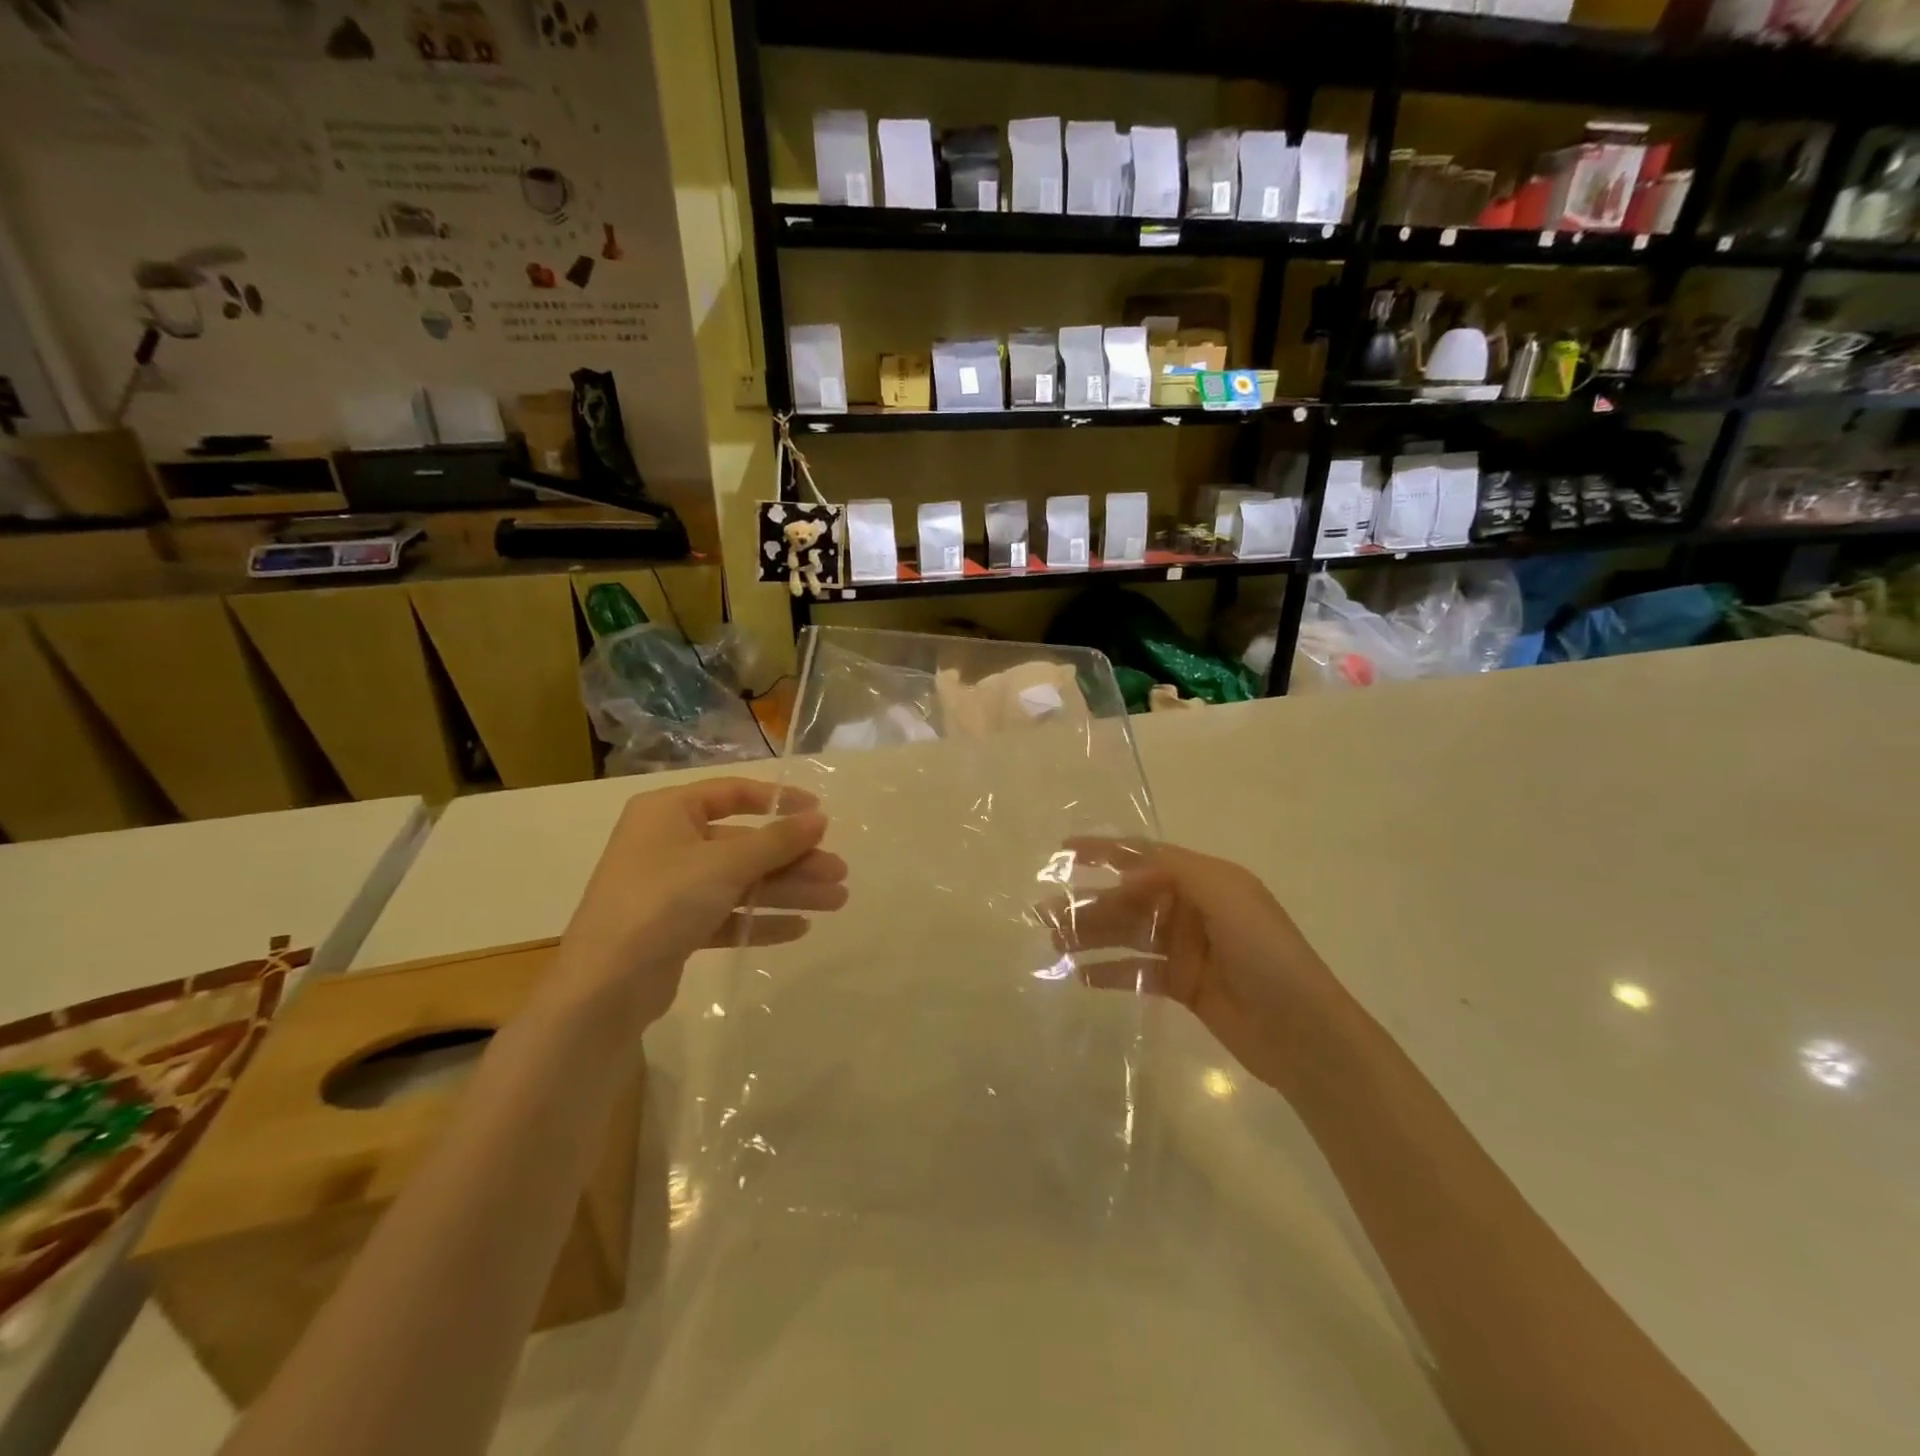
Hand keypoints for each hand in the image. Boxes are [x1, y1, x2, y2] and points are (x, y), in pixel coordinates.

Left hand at [554, 777, 847, 1030]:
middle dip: (793, 860)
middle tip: (839, 873)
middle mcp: (669, 843)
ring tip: (836, 900)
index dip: (779, 801)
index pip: (732, 793)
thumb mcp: (725, 864)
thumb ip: (776, 840)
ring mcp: (671, 888)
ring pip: (741, 882)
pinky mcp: (675, 928)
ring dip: (787, 890)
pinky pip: (727, 915)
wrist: (604, 987)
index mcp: (669, 812)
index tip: (819, 815)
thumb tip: (820, 819)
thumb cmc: (663, 901)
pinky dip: (760, 919)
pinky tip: (799, 928)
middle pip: (744, 844)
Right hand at [1049, 840, 1340, 1092]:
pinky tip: (1079, 975)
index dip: (1104, 851)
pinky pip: (1137, 971)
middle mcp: (1192, 908)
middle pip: (1129, 898)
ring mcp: (1186, 948)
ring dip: (1091, 935)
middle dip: (1088, 901)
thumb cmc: (1267, 954)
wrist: (1305, 1034)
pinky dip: (1109, 971)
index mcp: (1205, 879)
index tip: (1063, 852)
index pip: (1145, 856)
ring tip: (1054, 942)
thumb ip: (1174, 873)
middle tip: (1044, 912)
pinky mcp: (1183, 985)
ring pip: (1127, 934)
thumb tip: (1123, 873)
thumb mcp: (1228, 896)